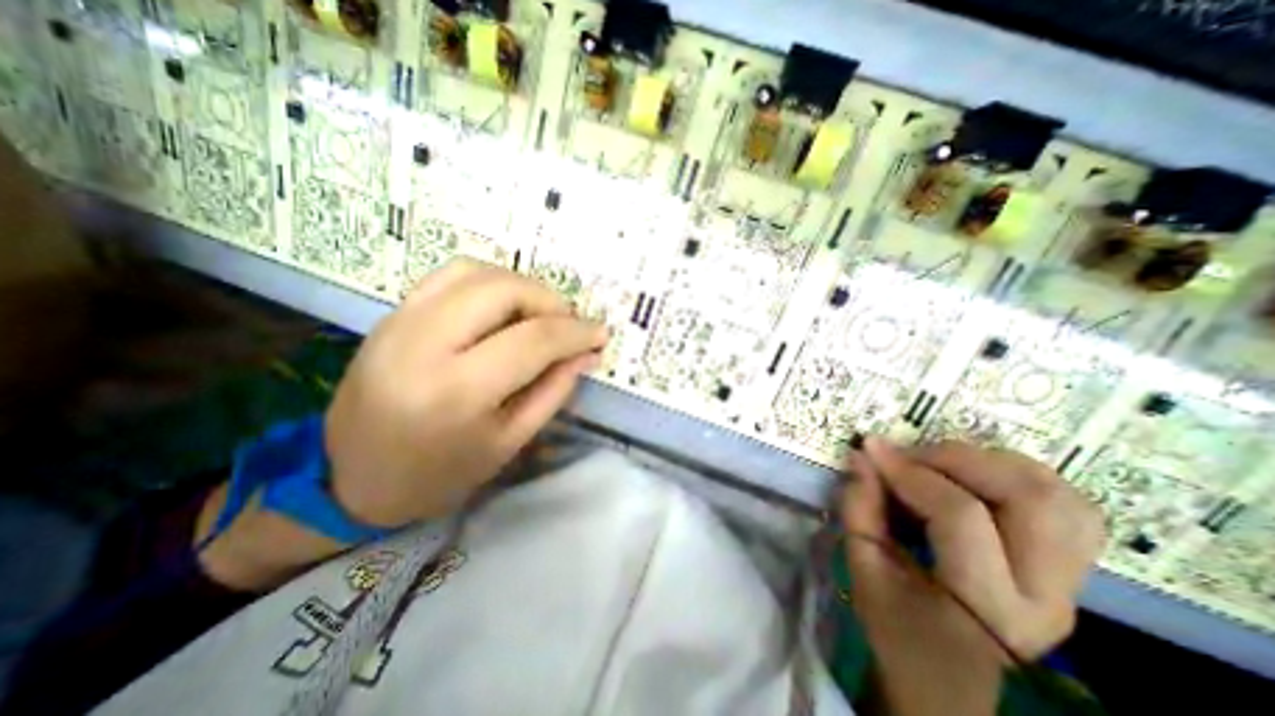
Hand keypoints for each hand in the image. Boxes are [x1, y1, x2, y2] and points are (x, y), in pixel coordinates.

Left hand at [324, 261, 608, 529]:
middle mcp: (423, 344)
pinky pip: (449, 276)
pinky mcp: (391, 315)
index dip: (576, 332)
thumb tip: (586, 353)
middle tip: (567, 325)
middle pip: (503, 289)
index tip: (600, 333)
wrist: (350, 480)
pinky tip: (502, 308)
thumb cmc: (440, 474)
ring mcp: (400, 322)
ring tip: (538, 314)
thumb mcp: (509, 442)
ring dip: (521, 286)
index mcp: (457, 391)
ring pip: (476, 271)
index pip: (533, 339)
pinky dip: (489, 281)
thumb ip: (553, 391)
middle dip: (549, 300)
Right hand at [845, 438, 1101, 715]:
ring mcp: (1071, 583)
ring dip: (993, 462)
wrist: (948, 679)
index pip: (959, 516)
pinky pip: (1069, 506)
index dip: (910, 472)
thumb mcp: (863, 569)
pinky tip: (979, 477)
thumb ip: (859, 508)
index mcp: (988, 605)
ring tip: (941, 462)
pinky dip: (1022, 476)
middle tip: (910, 454)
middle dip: (957, 458)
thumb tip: (861, 456)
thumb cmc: (896, 627)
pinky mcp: (1072, 571)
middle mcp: (1047, 594)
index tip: (872, 450)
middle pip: (1027, 497)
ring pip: (1058, 495)